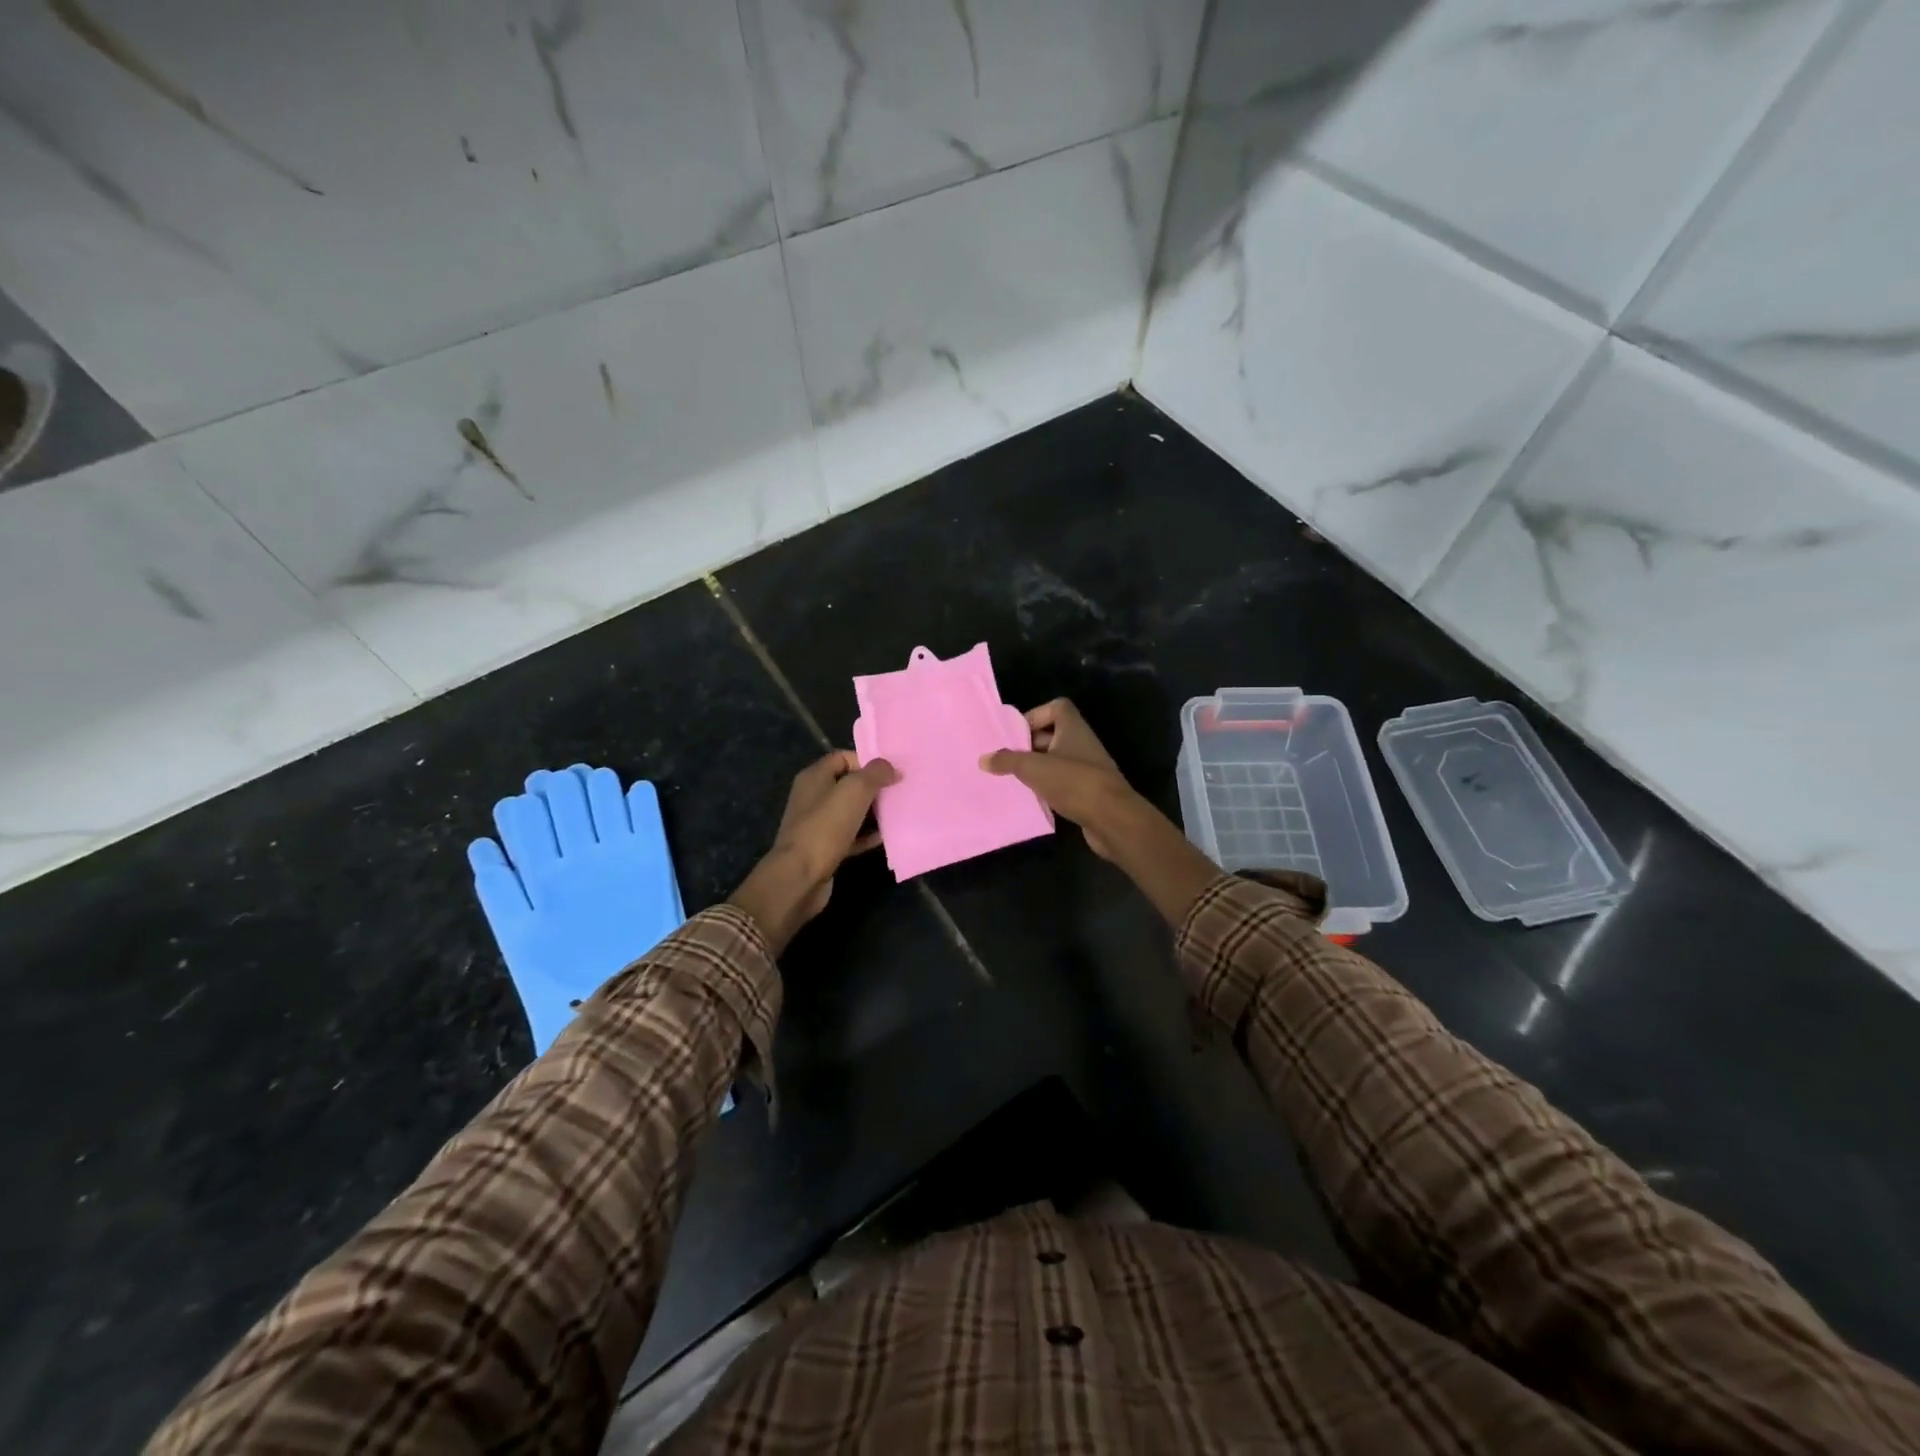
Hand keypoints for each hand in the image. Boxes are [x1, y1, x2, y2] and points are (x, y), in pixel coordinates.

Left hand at [728, 751, 897, 953]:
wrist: (800, 877)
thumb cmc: (825, 827)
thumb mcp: (854, 791)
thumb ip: (875, 773)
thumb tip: (891, 767)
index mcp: (814, 777)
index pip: (843, 758)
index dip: (867, 761)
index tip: (891, 771)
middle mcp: (813, 797)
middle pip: (848, 784)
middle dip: (873, 787)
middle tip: (899, 791)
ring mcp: (817, 824)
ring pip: (850, 811)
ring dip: (873, 812)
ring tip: (898, 813)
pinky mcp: (824, 848)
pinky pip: (850, 836)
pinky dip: (866, 835)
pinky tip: (885, 838)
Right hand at [980, 699, 1136, 859]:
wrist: (1112, 818)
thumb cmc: (1073, 782)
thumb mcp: (1034, 768)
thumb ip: (1007, 761)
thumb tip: (983, 759)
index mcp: (1073, 728)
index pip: (1056, 707)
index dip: (1035, 715)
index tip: (1015, 733)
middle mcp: (1081, 743)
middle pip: (1052, 734)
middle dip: (1029, 745)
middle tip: (1005, 758)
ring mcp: (1087, 768)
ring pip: (1056, 760)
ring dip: (1037, 768)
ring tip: (1012, 779)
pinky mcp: (1088, 791)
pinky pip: (1062, 782)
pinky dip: (1047, 787)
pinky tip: (1031, 798)